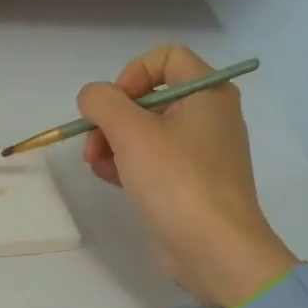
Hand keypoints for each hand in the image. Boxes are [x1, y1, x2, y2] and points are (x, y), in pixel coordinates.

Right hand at [78, 44, 296, 306]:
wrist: (214, 250)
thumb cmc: (177, 181)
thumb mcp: (131, 132)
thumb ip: (103, 102)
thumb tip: (92, 98)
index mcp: (208, 94)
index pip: (166, 58)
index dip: (132, 74)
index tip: (113, 106)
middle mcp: (208, 116)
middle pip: (149, 97)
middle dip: (112, 117)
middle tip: (92, 144)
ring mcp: (200, 153)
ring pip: (145, 131)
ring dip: (112, 142)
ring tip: (96, 165)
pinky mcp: (188, 183)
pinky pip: (152, 160)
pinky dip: (127, 164)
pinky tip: (109, 179)